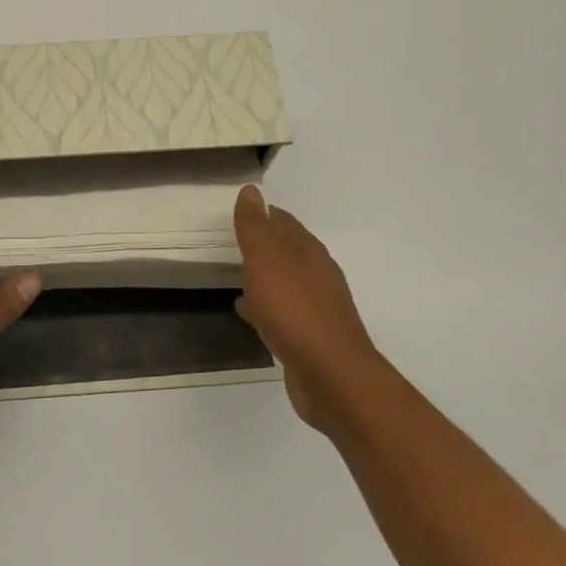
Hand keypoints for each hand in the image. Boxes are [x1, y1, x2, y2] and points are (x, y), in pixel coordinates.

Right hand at [233, 185, 376, 434]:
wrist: (331, 375)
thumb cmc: (294, 308)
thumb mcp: (266, 258)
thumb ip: (256, 226)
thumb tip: (251, 190)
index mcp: (308, 251)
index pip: (284, 221)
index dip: (263, 213)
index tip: (240, 212)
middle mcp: (317, 274)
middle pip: (288, 251)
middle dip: (264, 245)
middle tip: (234, 242)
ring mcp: (317, 307)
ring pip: (285, 283)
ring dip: (265, 277)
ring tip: (237, 276)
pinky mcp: (311, 337)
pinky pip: (283, 313)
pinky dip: (265, 307)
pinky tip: (249, 313)